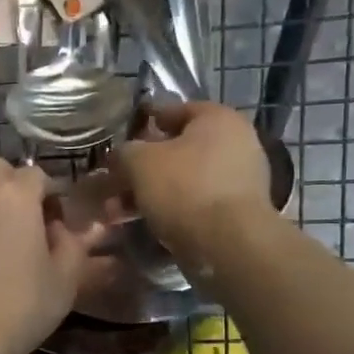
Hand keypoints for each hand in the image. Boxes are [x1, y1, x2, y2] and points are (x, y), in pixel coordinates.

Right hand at [114, 102, 275, 267]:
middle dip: (142, 167)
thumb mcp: (139, 162)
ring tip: (119, 211)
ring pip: (183, 180)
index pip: (174, 109)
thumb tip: (121, 156)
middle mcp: (236, 143)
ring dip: (150, 192)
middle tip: (115, 181)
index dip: (144, 121)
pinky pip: (194, 203)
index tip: (120, 136)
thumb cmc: (184, 188)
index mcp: (218, 119)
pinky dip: (169, 209)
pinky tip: (143, 223)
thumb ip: (125, 152)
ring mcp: (239, 179)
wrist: (227, 243)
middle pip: (177, 149)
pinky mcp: (236, 212)